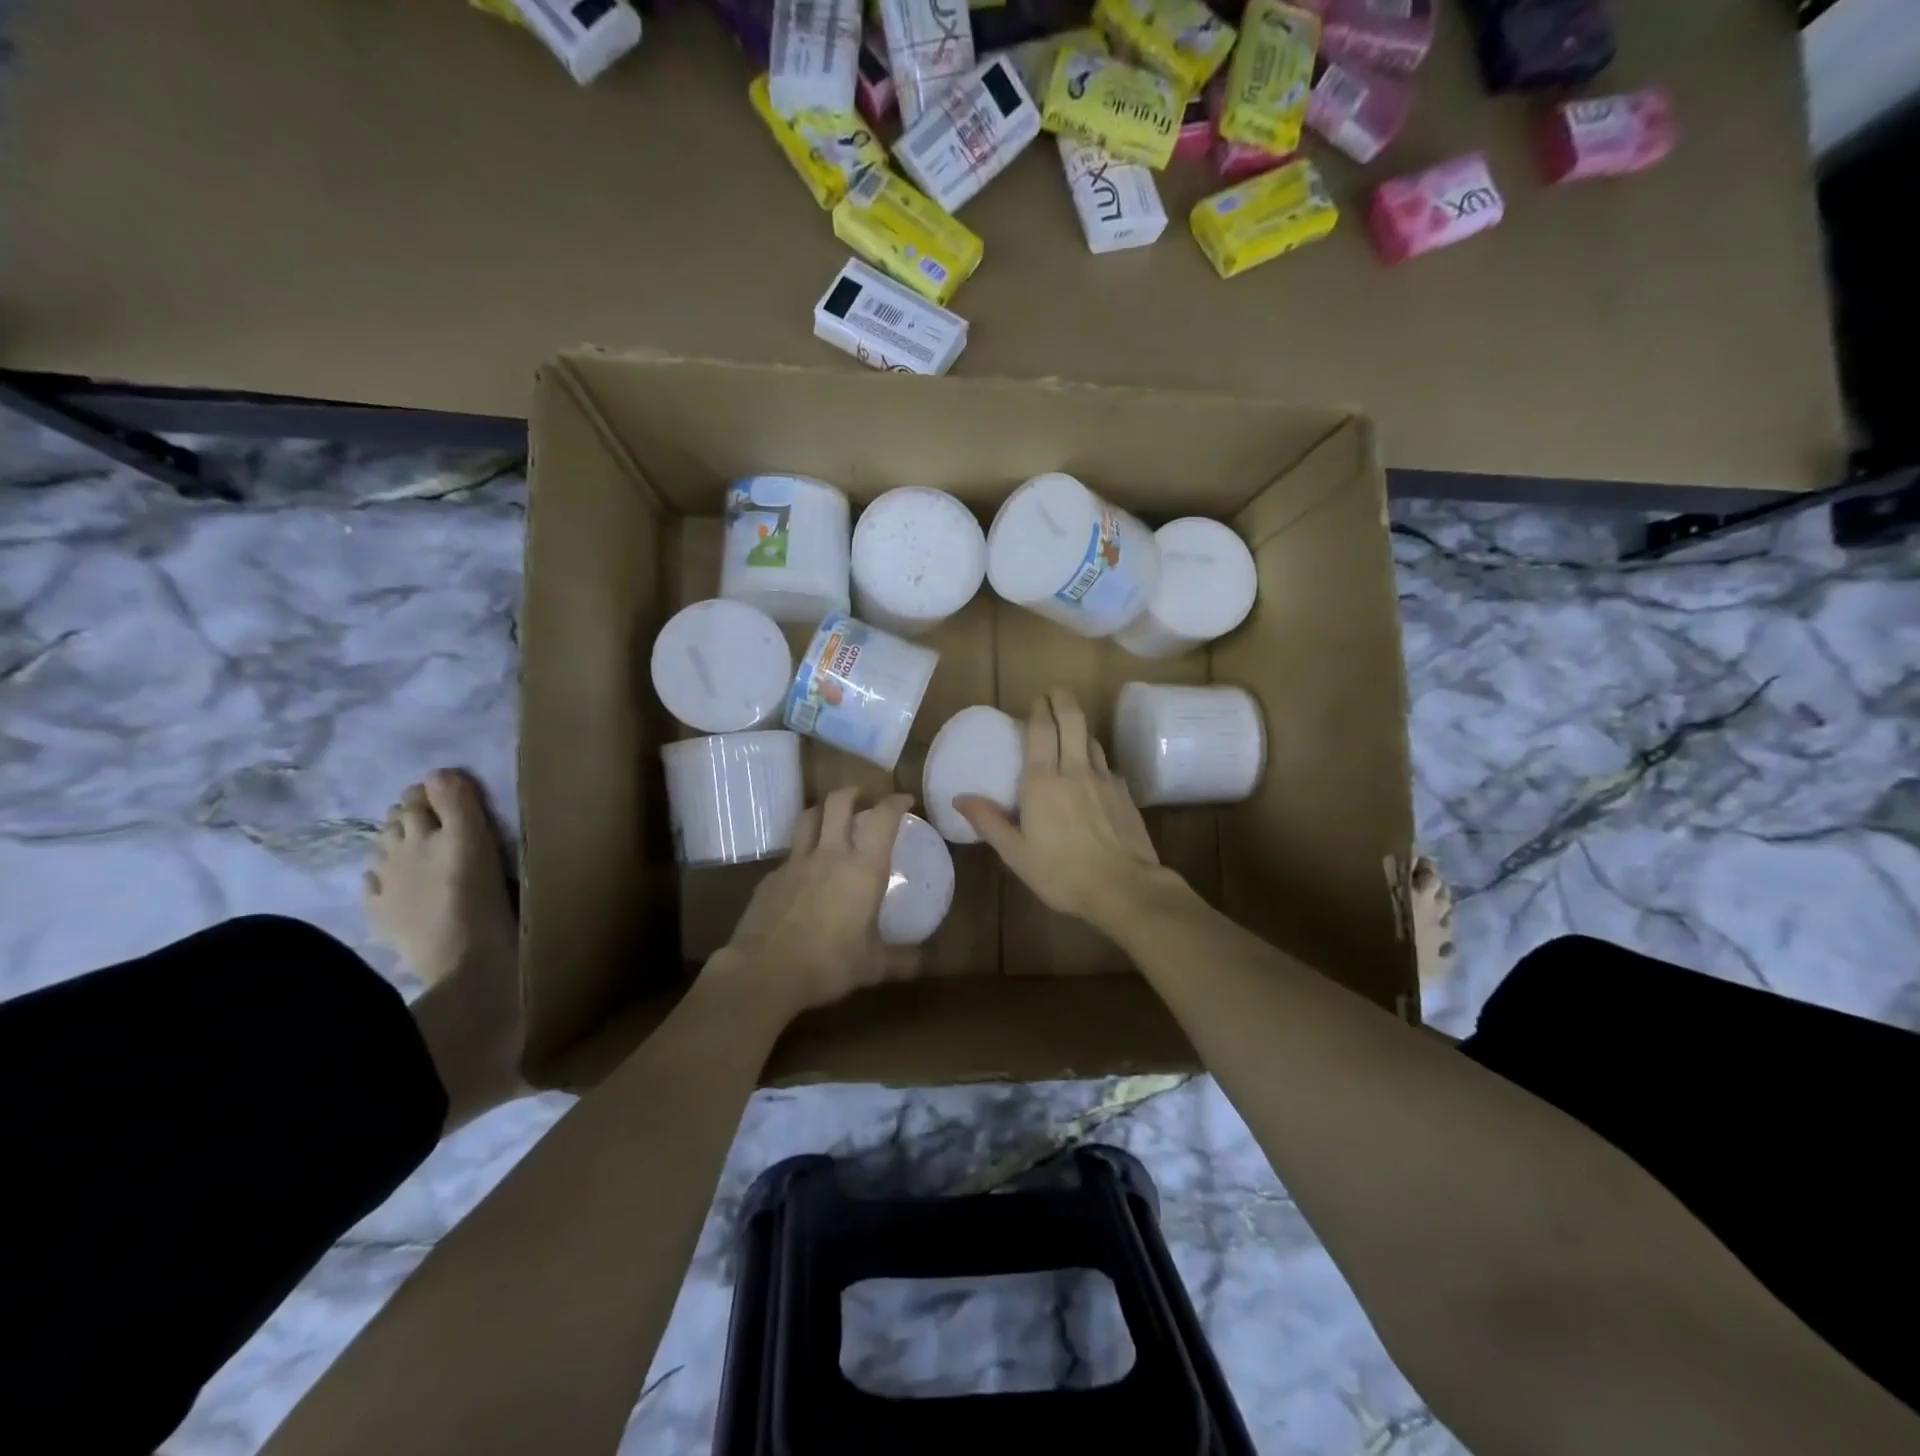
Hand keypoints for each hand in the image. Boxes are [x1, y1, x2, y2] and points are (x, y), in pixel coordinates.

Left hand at [716, 787, 917, 1016]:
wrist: (764, 973)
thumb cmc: (828, 964)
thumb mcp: (872, 966)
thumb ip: (901, 960)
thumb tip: (922, 962)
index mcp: (863, 868)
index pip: (883, 818)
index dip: (895, 802)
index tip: (904, 800)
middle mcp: (830, 854)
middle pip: (838, 802)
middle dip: (852, 793)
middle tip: (862, 798)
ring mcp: (795, 862)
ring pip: (808, 818)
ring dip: (822, 811)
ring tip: (830, 818)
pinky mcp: (770, 877)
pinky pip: (790, 853)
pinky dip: (801, 852)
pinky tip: (804, 872)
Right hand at [956, 689, 1175, 930]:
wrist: (1124, 888)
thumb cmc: (1062, 873)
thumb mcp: (1016, 854)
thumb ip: (989, 822)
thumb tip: (960, 798)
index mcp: (1043, 781)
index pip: (1041, 731)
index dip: (1039, 710)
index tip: (1036, 698)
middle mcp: (1074, 770)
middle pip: (1072, 721)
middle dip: (1063, 701)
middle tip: (1055, 693)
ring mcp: (1104, 779)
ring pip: (1091, 740)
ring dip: (1080, 728)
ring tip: (1071, 729)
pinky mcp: (1125, 793)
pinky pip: (1107, 765)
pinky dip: (1096, 758)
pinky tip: (1093, 772)